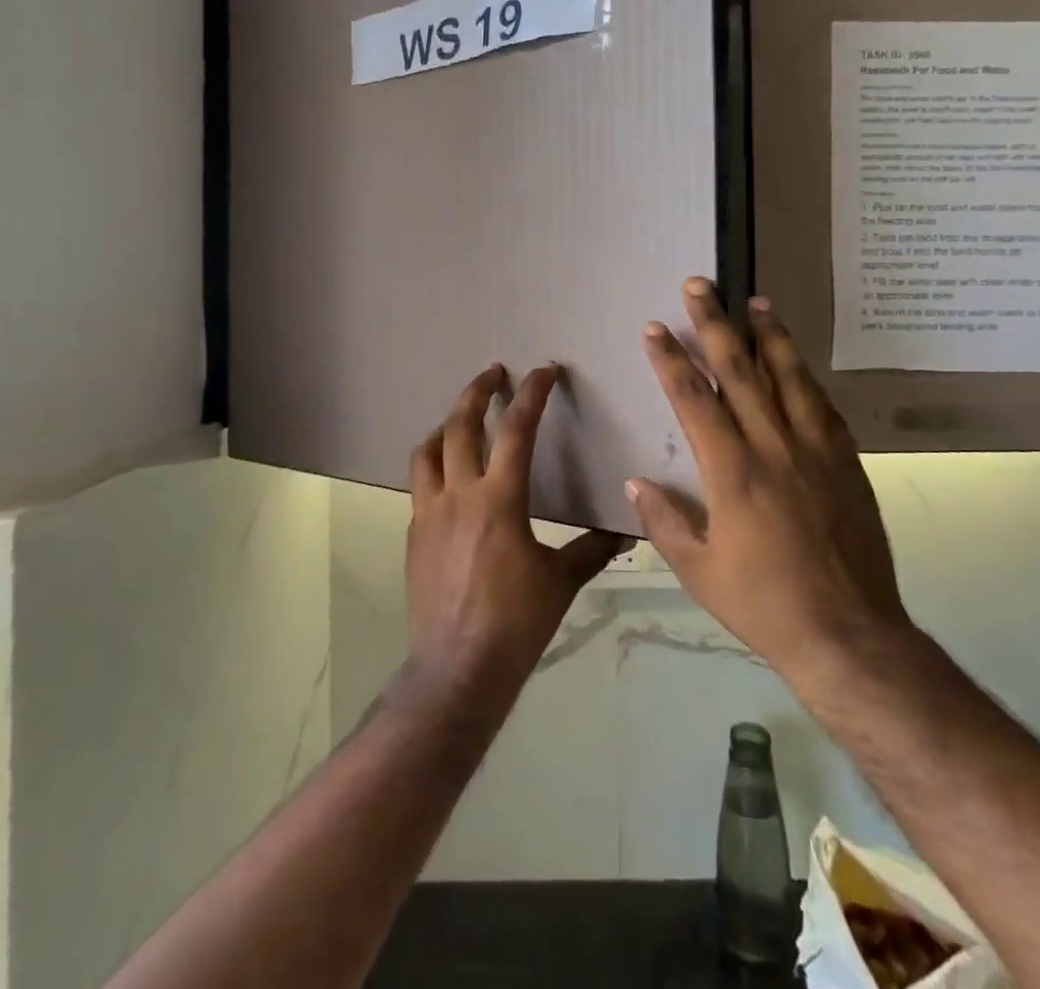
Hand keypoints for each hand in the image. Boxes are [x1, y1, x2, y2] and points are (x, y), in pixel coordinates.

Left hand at [404, 363, 624, 706]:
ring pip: (427, 451)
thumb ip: (592, 549)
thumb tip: (626, 531)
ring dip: (445, 426)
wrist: (457, 669)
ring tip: (461, 419)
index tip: (544, 370)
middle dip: (477, 391)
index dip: (532, 393)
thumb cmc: (516, 623)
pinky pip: (420, 486)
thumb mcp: (561, 581)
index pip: (516, 429)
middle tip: (494, 372)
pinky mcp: (413, 535)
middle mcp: (458, 494)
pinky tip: (449, 481)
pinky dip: (434, 467)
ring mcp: (428, 513)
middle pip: (460, 425)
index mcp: (499, 499)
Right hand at [628, 279, 915, 686]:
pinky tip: (799, 362)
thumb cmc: (764, 604)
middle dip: (716, 324)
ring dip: (770, 336)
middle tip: (700, 285)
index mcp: (732, 473)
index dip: (671, 359)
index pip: (694, 400)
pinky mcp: (846, 465)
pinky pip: (824, 408)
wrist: (849, 636)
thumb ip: (665, 521)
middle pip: (740, 372)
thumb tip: (637, 482)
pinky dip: (807, 378)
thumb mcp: (699, 571)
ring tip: (758, 301)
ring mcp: (815, 453)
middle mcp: (773, 449)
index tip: (655, 327)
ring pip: (789, 379)